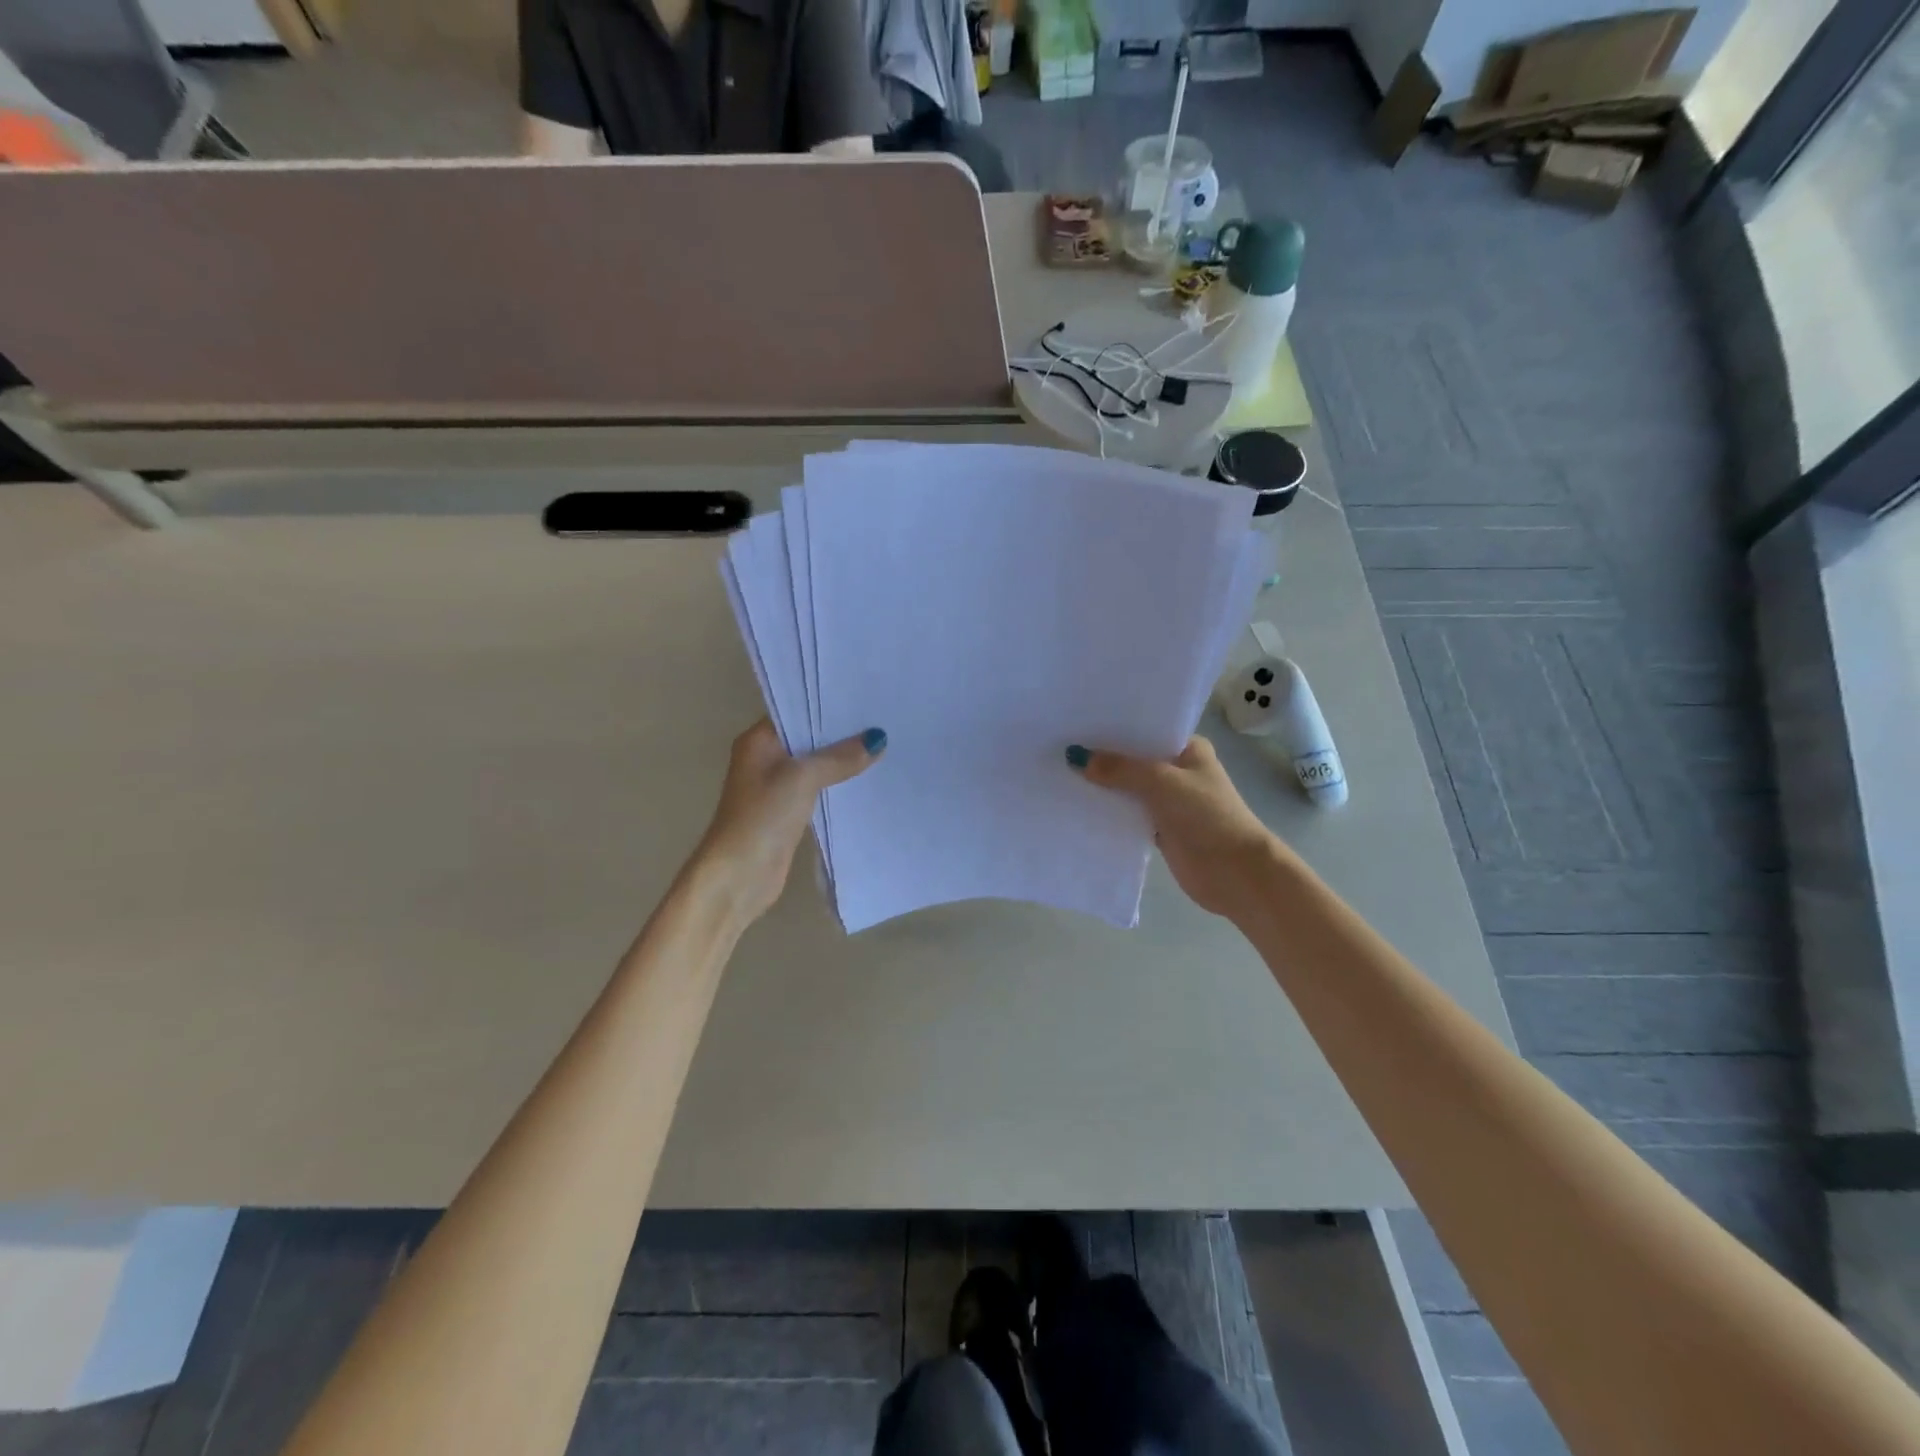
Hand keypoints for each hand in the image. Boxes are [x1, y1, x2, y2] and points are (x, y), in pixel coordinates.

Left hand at [693, 720, 884, 924]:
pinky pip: (817, 788)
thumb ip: (839, 757)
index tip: (864, 696)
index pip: (796, 710)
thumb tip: (877, 739)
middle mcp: (764, 759)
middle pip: (807, 737)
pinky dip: (837, 783)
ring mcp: (775, 787)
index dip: (827, 703)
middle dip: (840, 731)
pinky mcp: (787, 812)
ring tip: (882, 744)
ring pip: (814, 764)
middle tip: (881, 718)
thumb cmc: (763, 816)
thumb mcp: (803, 778)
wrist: (739, 875)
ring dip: (840, 759)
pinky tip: (865, 777)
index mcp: (758, 741)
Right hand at [1071, 736, 1281, 918]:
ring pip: (1127, 788)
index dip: (1114, 726)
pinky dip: (1107, 812)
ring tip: (1059, 772)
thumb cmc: (1206, 816)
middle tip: (1059, 745)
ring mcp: (1168, 801)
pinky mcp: (1158, 829)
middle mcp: (1178, 771)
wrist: (1235, 873)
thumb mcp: (1161, 782)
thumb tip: (1075, 757)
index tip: (1077, 721)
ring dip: (1102, 786)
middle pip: (1133, 759)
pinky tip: (1076, 805)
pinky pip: (1126, 814)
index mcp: (1188, 749)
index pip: (1146, 729)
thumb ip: (1119, 769)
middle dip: (1102, 757)